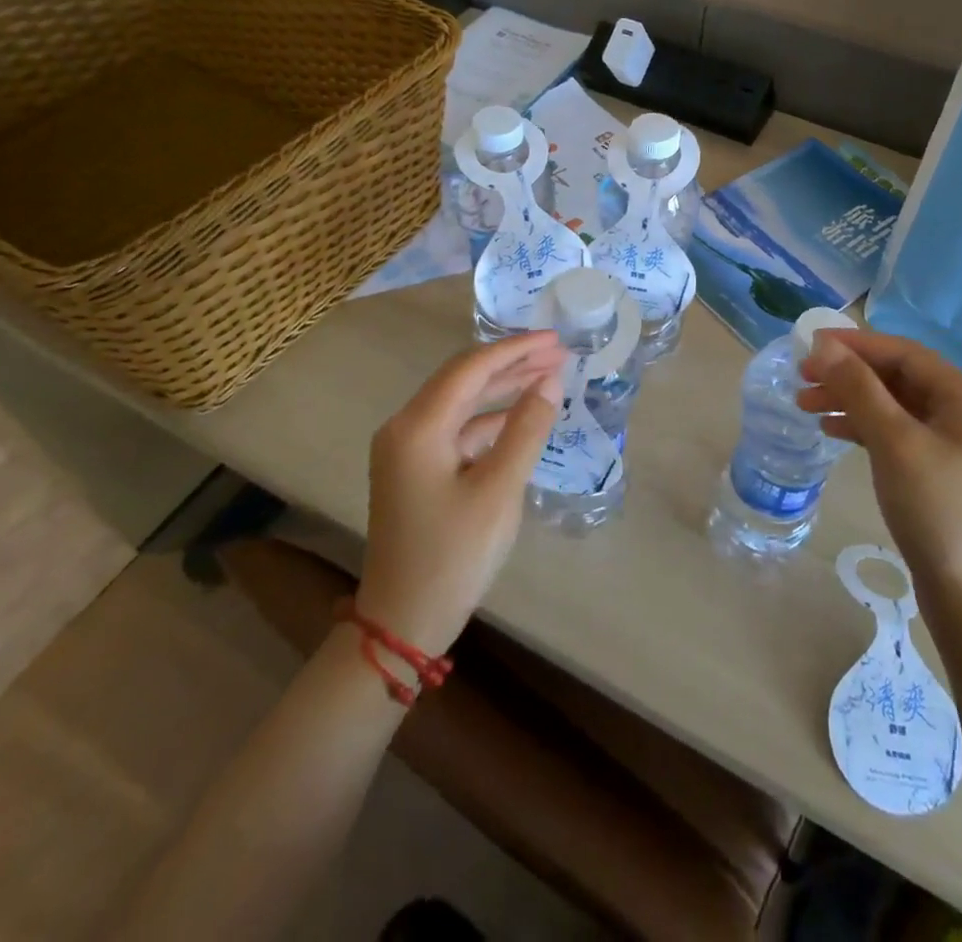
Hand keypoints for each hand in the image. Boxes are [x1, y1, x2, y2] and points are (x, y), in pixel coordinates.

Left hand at [355, 332, 565, 654]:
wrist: (402, 622)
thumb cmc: (453, 555)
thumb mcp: (498, 490)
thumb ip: (525, 430)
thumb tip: (550, 381)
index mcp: (418, 426)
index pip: (471, 368)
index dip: (515, 349)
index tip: (555, 340)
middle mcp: (405, 428)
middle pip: (463, 380)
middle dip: (511, 364)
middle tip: (559, 354)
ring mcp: (406, 450)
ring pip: (460, 404)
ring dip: (502, 390)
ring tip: (547, 377)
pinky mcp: (414, 471)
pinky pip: (456, 430)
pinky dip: (489, 421)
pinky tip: (519, 418)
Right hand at [799, 329, 961, 612]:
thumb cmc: (937, 511)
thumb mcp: (894, 442)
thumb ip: (858, 388)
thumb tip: (823, 344)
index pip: (905, 353)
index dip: (856, 345)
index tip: (809, 345)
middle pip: (898, 377)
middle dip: (848, 375)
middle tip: (801, 378)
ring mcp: (956, 442)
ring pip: (894, 405)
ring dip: (850, 400)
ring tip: (805, 405)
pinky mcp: (941, 468)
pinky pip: (897, 431)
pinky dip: (864, 427)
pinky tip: (832, 431)